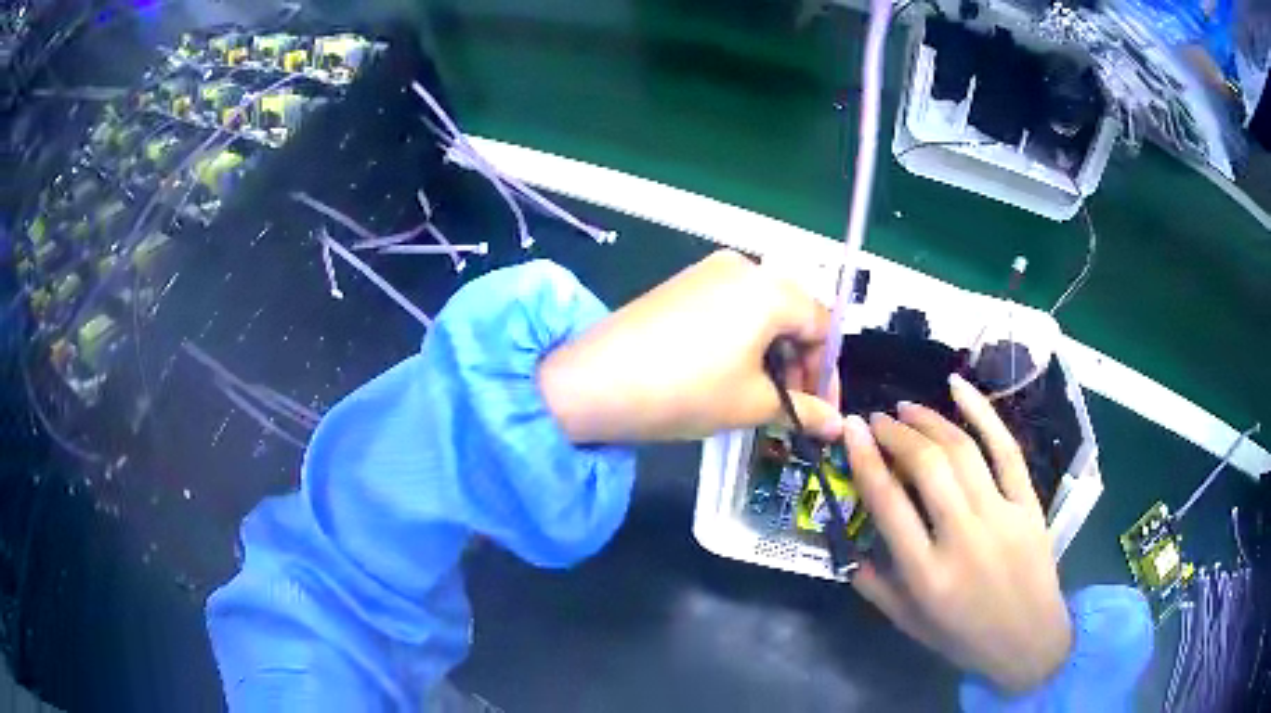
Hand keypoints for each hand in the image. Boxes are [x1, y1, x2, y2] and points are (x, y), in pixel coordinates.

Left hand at [538, 250, 841, 442]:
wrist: (595, 381)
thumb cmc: (686, 390)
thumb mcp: (751, 404)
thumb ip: (803, 410)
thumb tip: (835, 425)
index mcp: (771, 288)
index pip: (822, 326)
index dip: (827, 372)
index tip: (820, 411)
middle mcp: (745, 266)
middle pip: (794, 312)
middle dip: (800, 362)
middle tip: (791, 406)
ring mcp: (709, 270)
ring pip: (762, 309)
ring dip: (773, 351)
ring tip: (760, 393)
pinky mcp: (682, 282)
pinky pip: (732, 305)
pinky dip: (744, 337)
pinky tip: (730, 370)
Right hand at [844, 374, 1071, 692]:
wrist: (1029, 640)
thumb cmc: (964, 637)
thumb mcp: (909, 625)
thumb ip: (874, 586)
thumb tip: (846, 547)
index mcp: (926, 574)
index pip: (888, 504)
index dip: (865, 459)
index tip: (851, 428)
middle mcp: (963, 538)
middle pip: (927, 467)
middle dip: (896, 433)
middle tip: (876, 419)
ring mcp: (1001, 516)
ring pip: (962, 451)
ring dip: (930, 420)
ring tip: (907, 408)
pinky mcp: (1027, 503)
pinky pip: (1006, 449)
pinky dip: (983, 413)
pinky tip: (959, 387)